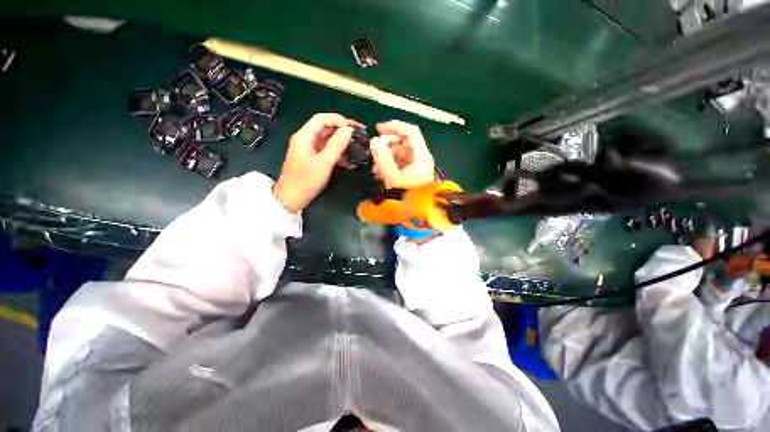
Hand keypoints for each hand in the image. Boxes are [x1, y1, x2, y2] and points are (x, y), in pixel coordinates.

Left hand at [273, 113, 360, 211]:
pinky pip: (327, 151)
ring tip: (356, 146)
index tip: (353, 127)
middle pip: (325, 128)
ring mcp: (309, 150)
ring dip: (341, 142)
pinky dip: (337, 153)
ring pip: (327, 140)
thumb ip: (336, 145)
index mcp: (304, 136)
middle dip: (342, 130)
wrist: (292, 199)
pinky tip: (348, 159)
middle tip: (359, 135)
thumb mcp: (324, 162)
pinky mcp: (313, 159)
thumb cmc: (306, 180)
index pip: (321, 119)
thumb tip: (349, 129)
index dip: (338, 120)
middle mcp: (306, 139)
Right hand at [369, 121, 434, 188]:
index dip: (394, 127)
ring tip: (375, 169)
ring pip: (399, 154)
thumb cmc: (408, 194)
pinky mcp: (412, 173)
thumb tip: (374, 141)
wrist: (419, 212)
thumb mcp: (393, 177)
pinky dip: (389, 165)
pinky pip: (399, 163)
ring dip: (386, 157)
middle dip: (386, 146)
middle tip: (374, 153)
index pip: (410, 131)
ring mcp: (416, 166)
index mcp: (419, 155)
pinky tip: (380, 174)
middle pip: (403, 142)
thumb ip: (383, 159)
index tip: (377, 129)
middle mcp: (419, 157)